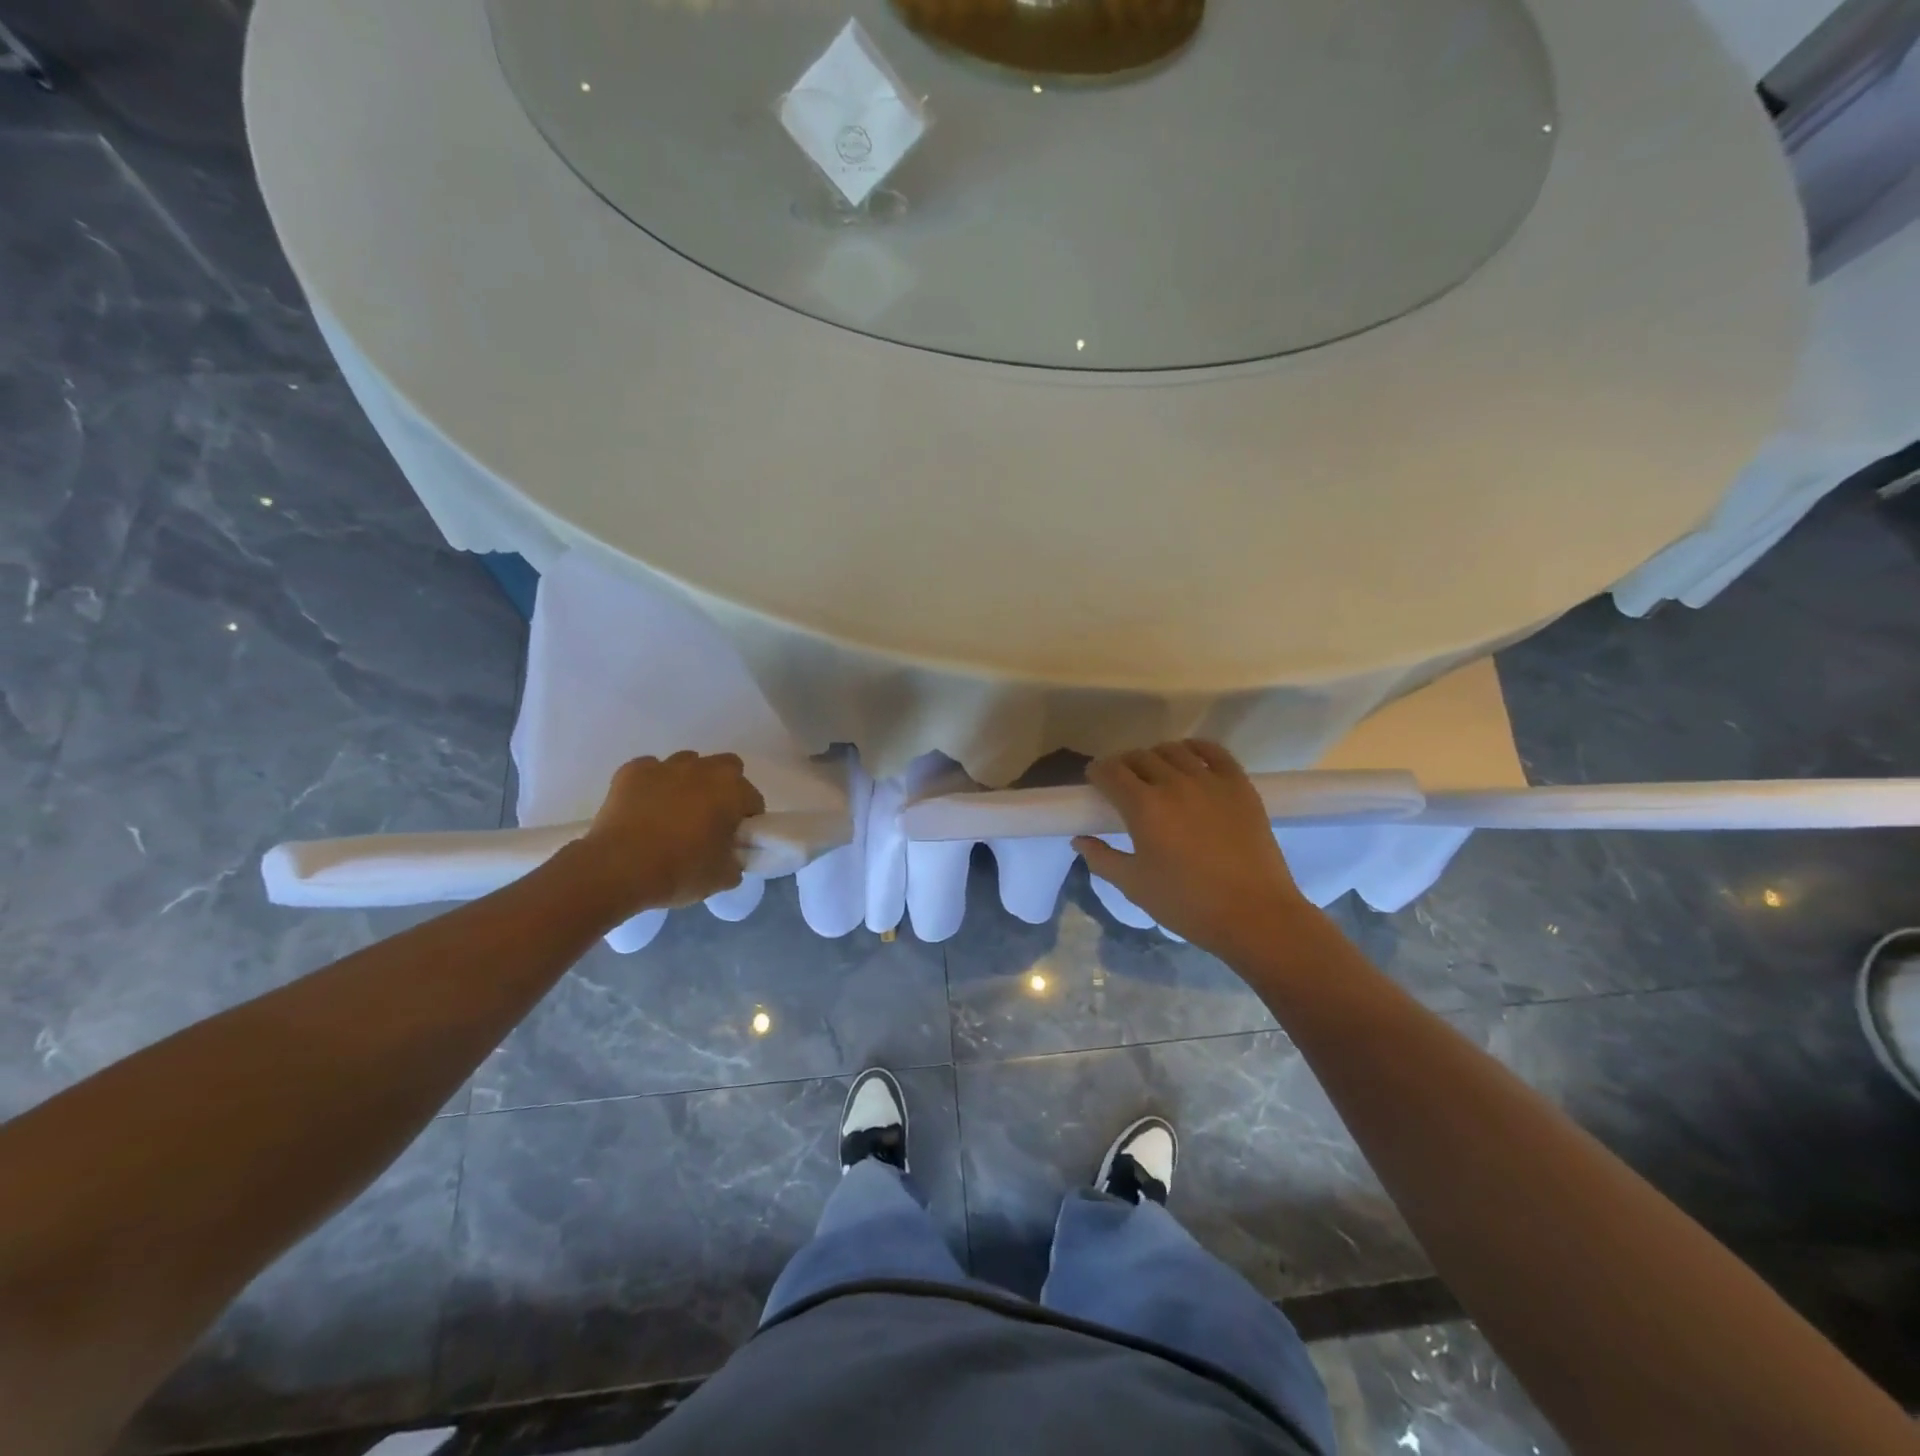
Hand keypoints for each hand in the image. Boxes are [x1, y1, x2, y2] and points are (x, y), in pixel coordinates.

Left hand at [579, 752, 765, 913]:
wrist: (618, 869)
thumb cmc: (680, 871)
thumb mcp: (723, 877)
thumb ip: (736, 861)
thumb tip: (731, 856)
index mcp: (732, 790)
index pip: (753, 800)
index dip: (747, 821)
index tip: (735, 840)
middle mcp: (703, 769)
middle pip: (726, 768)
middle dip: (724, 787)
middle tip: (711, 818)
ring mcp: (666, 766)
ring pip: (688, 764)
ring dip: (689, 782)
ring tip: (674, 812)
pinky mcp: (632, 771)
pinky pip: (651, 770)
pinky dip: (653, 784)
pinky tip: (644, 808)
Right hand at [1074, 740, 1312, 963]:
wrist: (1254, 914)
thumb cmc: (1187, 904)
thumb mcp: (1134, 886)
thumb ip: (1102, 858)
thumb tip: (1080, 840)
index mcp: (1143, 807)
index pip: (1110, 772)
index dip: (1097, 771)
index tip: (1094, 780)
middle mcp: (1174, 783)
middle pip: (1139, 757)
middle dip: (1123, 765)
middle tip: (1121, 781)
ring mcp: (1210, 781)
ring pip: (1174, 750)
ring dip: (1156, 756)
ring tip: (1155, 771)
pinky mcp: (1239, 785)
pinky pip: (1214, 751)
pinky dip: (1195, 747)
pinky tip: (1189, 756)